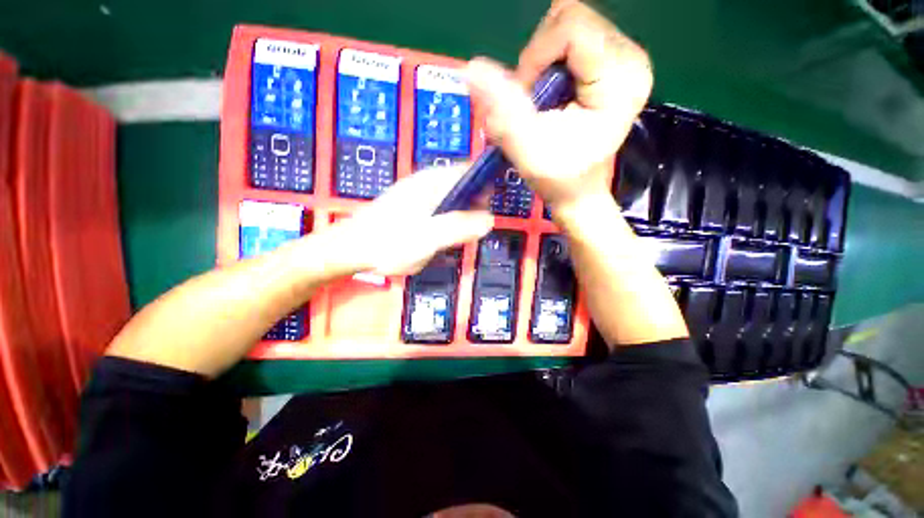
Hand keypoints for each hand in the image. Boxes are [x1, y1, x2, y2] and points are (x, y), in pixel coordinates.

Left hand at [324, 166, 493, 275]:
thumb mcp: (428, 238)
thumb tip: (489, 220)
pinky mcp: (413, 209)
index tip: (491, 206)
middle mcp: (427, 183)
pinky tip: (440, 238)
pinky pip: (440, 210)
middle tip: (472, 230)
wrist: (350, 250)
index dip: (485, 184)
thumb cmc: (388, 242)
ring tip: (456, 237)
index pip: (468, 170)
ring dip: (460, 217)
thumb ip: (459, 228)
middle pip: (462, 186)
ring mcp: (419, 196)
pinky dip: (447, 222)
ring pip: (452, 200)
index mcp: (432, 182)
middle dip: (473, 206)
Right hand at [464, 1, 651, 214]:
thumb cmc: (558, 179)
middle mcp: (630, 58)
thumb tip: (472, 67)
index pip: (570, 27)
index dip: (535, 57)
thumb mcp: (528, 148)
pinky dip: (551, 62)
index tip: (526, 97)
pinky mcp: (614, 61)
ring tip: (545, 100)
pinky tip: (555, 93)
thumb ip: (504, 108)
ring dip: (543, 61)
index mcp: (619, 78)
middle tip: (536, 101)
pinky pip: (571, 37)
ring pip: (567, 24)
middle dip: (539, 59)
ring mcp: (625, 57)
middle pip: (569, 19)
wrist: (578, 192)